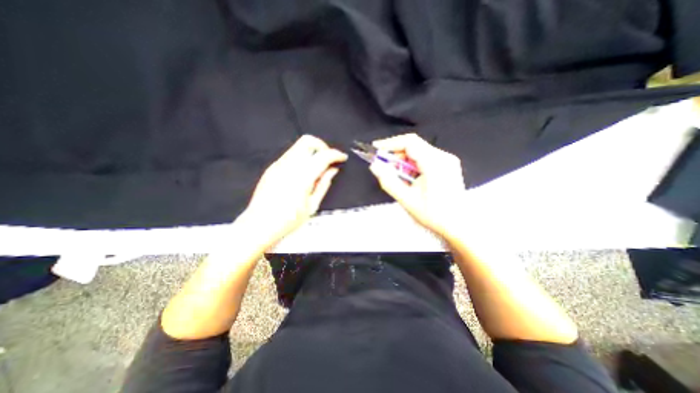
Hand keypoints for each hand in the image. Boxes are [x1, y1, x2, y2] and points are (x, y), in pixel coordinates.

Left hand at [243, 133, 347, 245]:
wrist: (259, 225)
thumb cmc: (287, 221)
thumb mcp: (312, 206)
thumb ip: (324, 185)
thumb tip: (332, 171)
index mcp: (301, 177)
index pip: (323, 156)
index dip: (335, 154)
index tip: (341, 158)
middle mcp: (288, 166)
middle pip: (308, 141)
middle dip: (322, 146)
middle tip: (328, 159)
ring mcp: (278, 165)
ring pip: (298, 146)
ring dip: (312, 152)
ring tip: (317, 169)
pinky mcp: (272, 168)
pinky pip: (290, 155)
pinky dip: (302, 158)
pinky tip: (304, 173)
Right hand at [368, 134, 466, 239]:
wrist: (459, 225)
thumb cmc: (434, 215)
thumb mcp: (407, 199)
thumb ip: (389, 181)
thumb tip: (374, 166)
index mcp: (435, 163)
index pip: (410, 143)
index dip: (390, 143)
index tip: (376, 149)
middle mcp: (443, 157)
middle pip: (414, 146)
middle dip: (396, 154)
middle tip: (385, 167)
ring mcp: (447, 160)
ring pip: (419, 151)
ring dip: (404, 161)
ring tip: (398, 176)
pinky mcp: (447, 165)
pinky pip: (426, 158)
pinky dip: (413, 164)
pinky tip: (410, 178)